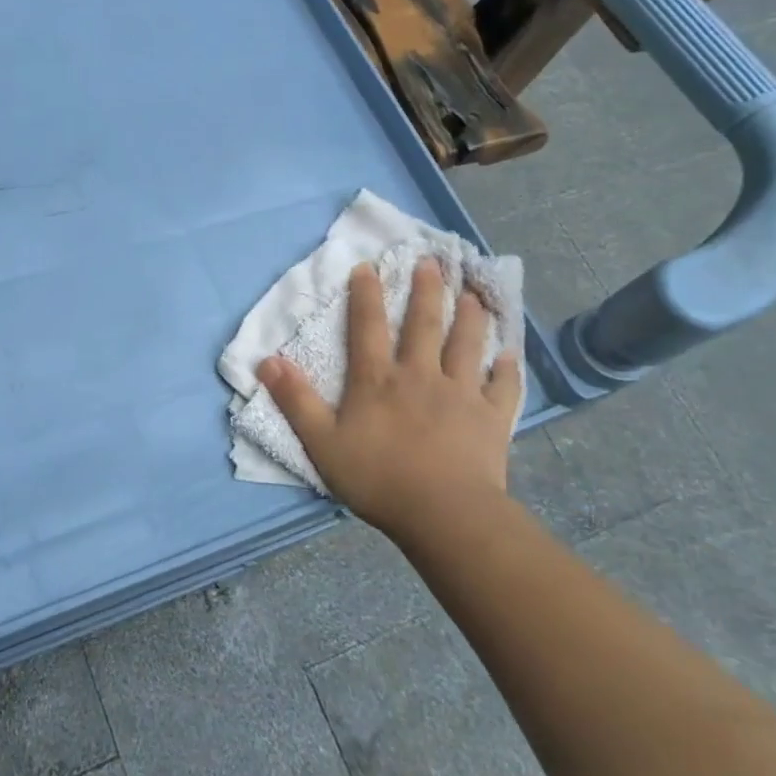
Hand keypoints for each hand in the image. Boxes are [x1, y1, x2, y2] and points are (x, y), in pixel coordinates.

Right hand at [256, 259, 520, 545]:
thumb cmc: (377, 478)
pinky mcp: (491, 417)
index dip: (366, 295)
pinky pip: (502, 386)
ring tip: (472, 293)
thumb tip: (266, 361)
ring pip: (467, 345)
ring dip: (469, 316)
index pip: (367, 327)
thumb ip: (295, 400)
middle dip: (426, 290)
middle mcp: (420, 375)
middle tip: (431, 262)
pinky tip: (510, 355)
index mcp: (377, 380)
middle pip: (424, 325)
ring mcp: (461, 394)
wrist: (443, 513)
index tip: (369, 267)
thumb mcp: (321, 441)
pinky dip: (506, 369)